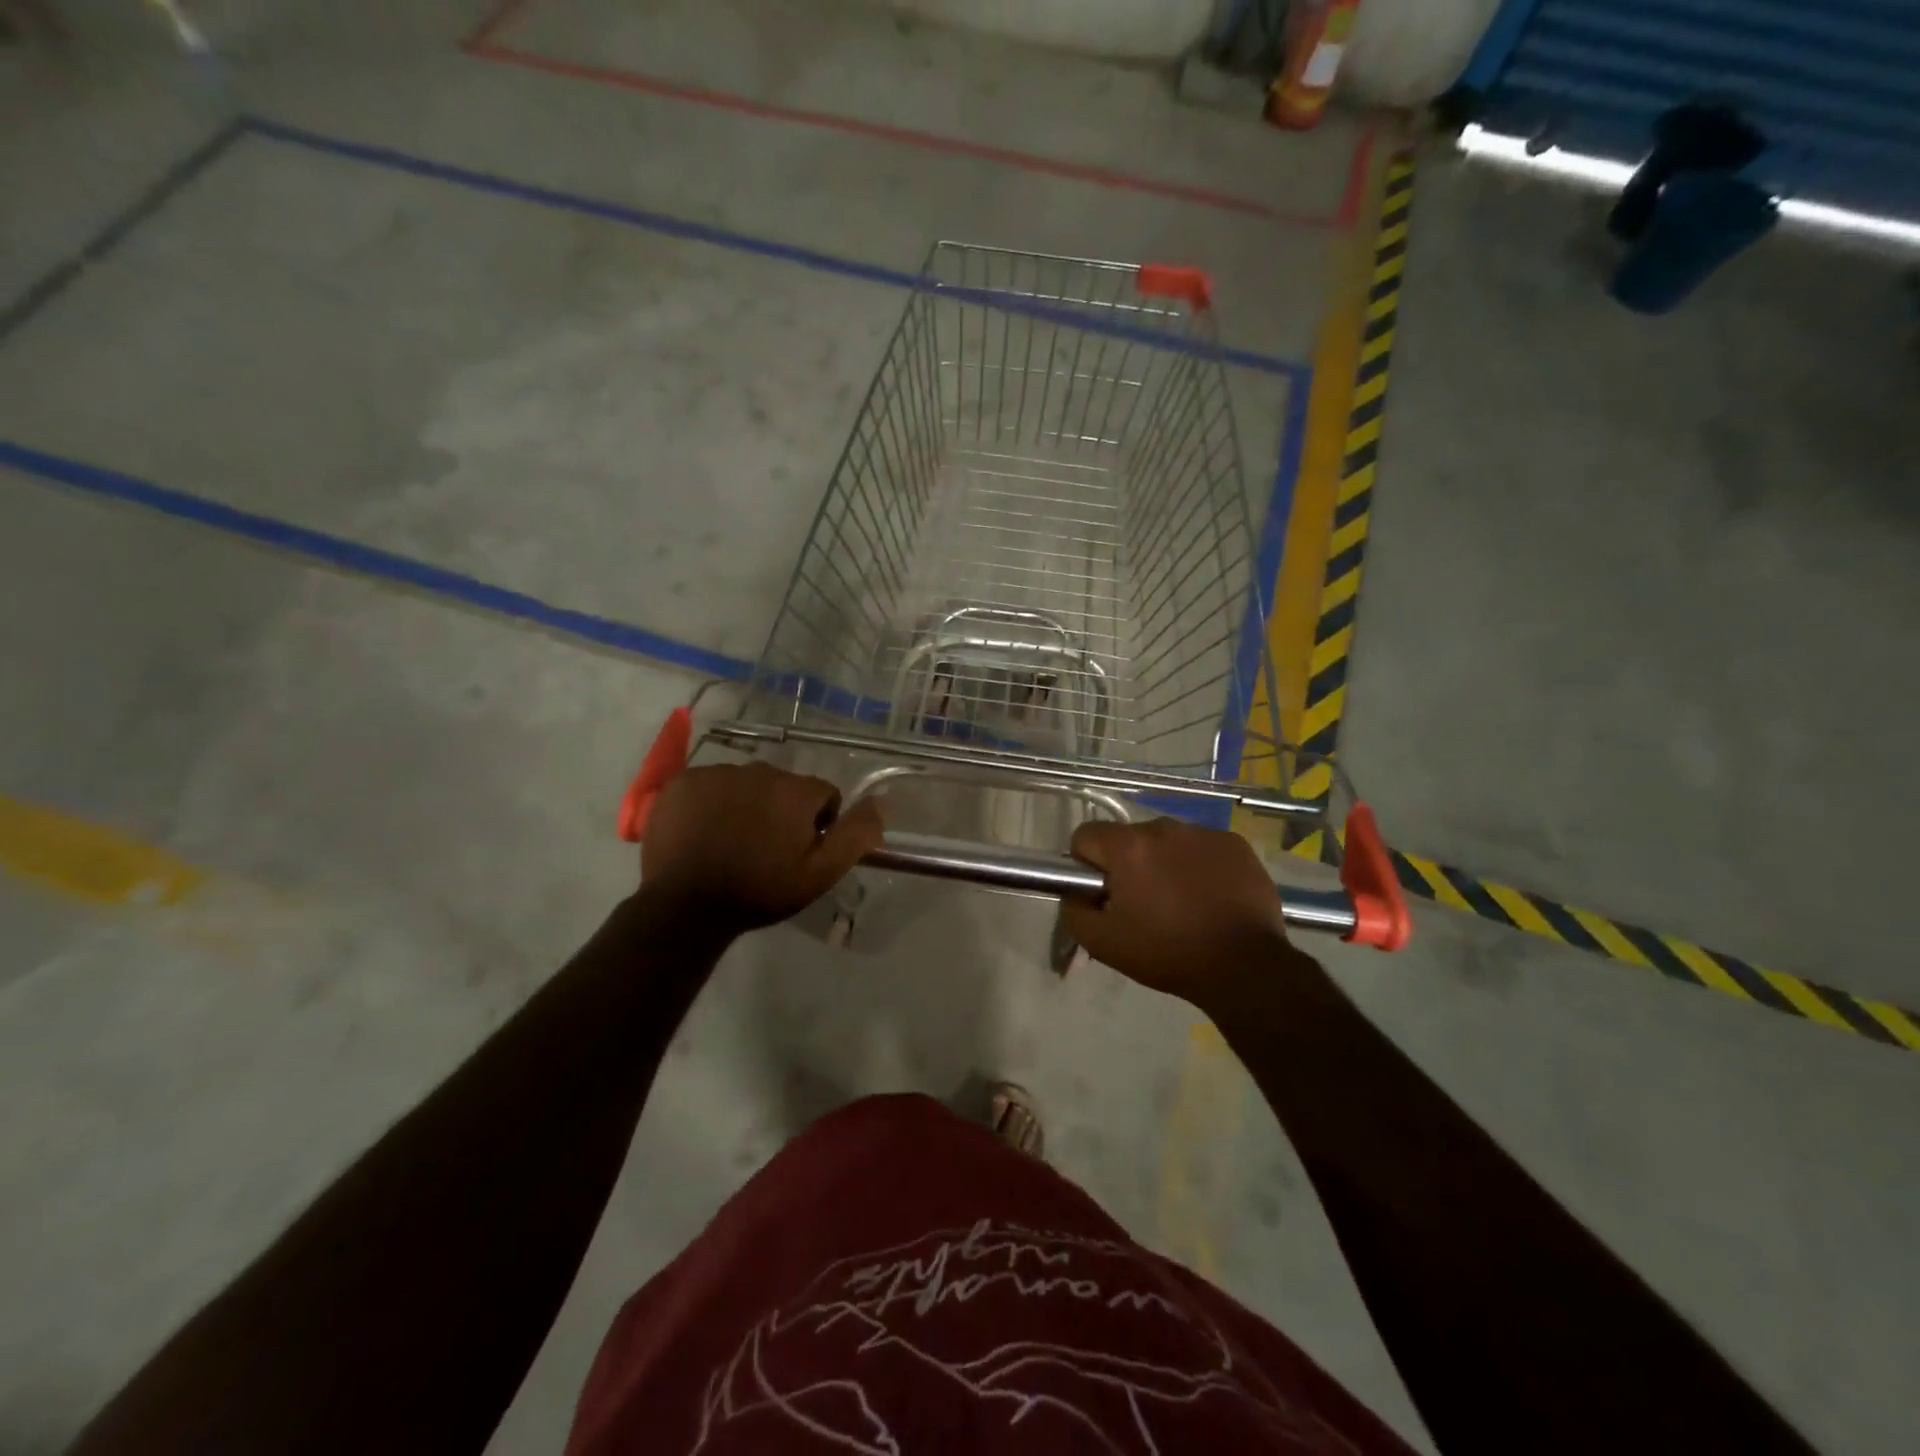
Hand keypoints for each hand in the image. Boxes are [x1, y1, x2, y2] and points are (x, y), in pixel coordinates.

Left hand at [640, 763, 883, 932]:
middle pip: (784, 786)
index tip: (799, 852)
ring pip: (746, 784)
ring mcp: (717, 773)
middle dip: (781, 811)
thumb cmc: (759, 891)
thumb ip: (855, 836)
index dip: (819, 824)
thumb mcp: (820, 873)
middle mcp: (759, 770)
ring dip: (746, 805)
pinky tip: (703, 833)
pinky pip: (710, 785)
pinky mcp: (683, 782)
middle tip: (764, 850)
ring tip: (731, 843)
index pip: (823, 795)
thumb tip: (880, 803)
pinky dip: (711, 803)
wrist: (685, 906)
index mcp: (795, 791)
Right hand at [1060, 819, 1298, 1007]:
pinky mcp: (1235, 844)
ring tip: (1181, 903)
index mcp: (1128, 847)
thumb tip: (1076, 892)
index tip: (1103, 894)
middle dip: (1127, 865)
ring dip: (1164, 863)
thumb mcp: (1103, 943)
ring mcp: (1204, 833)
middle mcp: (1163, 828)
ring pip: (1167, 842)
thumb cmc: (1168, 953)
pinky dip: (1199, 866)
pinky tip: (1210, 897)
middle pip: (1128, 839)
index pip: (1085, 836)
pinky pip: (1202, 847)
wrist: (1245, 966)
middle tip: (1142, 906)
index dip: (1086, 865)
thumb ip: (1074, 910)